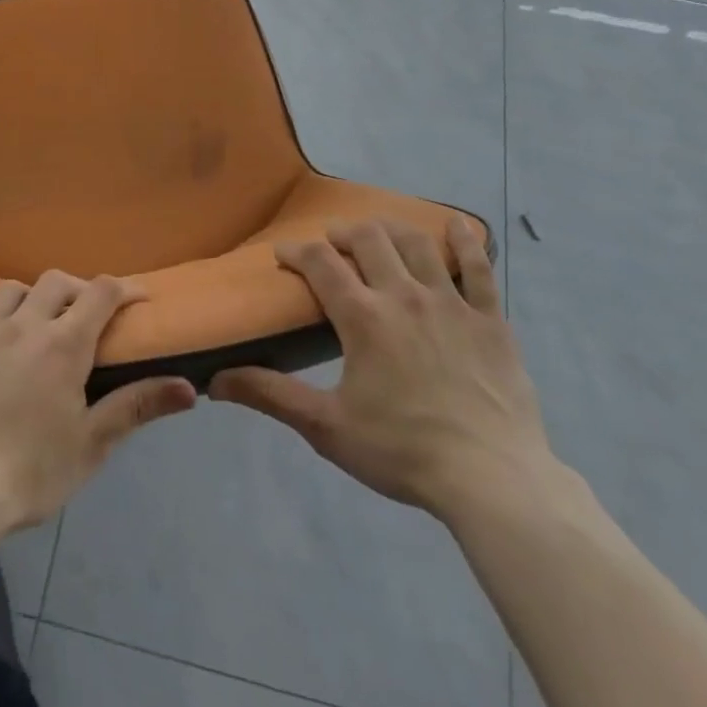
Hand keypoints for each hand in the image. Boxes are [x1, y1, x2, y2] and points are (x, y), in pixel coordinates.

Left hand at [0, 272, 196, 538]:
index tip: (137, 299)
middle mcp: (23, 324)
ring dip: (30, 298)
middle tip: (84, 317)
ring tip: (34, 323)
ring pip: (11, 289)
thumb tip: (190, 388)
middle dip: (77, 290)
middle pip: (57, 282)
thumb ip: (137, 407)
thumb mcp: (91, 445)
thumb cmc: (29, 473)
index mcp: (63, 345)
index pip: (101, 293)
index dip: (124, 289)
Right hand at [211, 218, 558, 525]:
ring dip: (392, 230)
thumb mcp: (326, 427)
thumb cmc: (402, 452)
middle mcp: (404, 295)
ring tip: (380, 233)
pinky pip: (479, 269)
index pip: (320, 263)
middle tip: (333, 243)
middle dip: (344, 233)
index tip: (284, 254)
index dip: (297, 252)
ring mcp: (451, 302)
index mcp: (363, 316)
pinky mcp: (490, 319)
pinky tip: (457, 227)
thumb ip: (271, 395)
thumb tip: (215, 380)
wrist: (491, 479)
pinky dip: (466, 243)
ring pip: (417, 243)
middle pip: (369, 239)